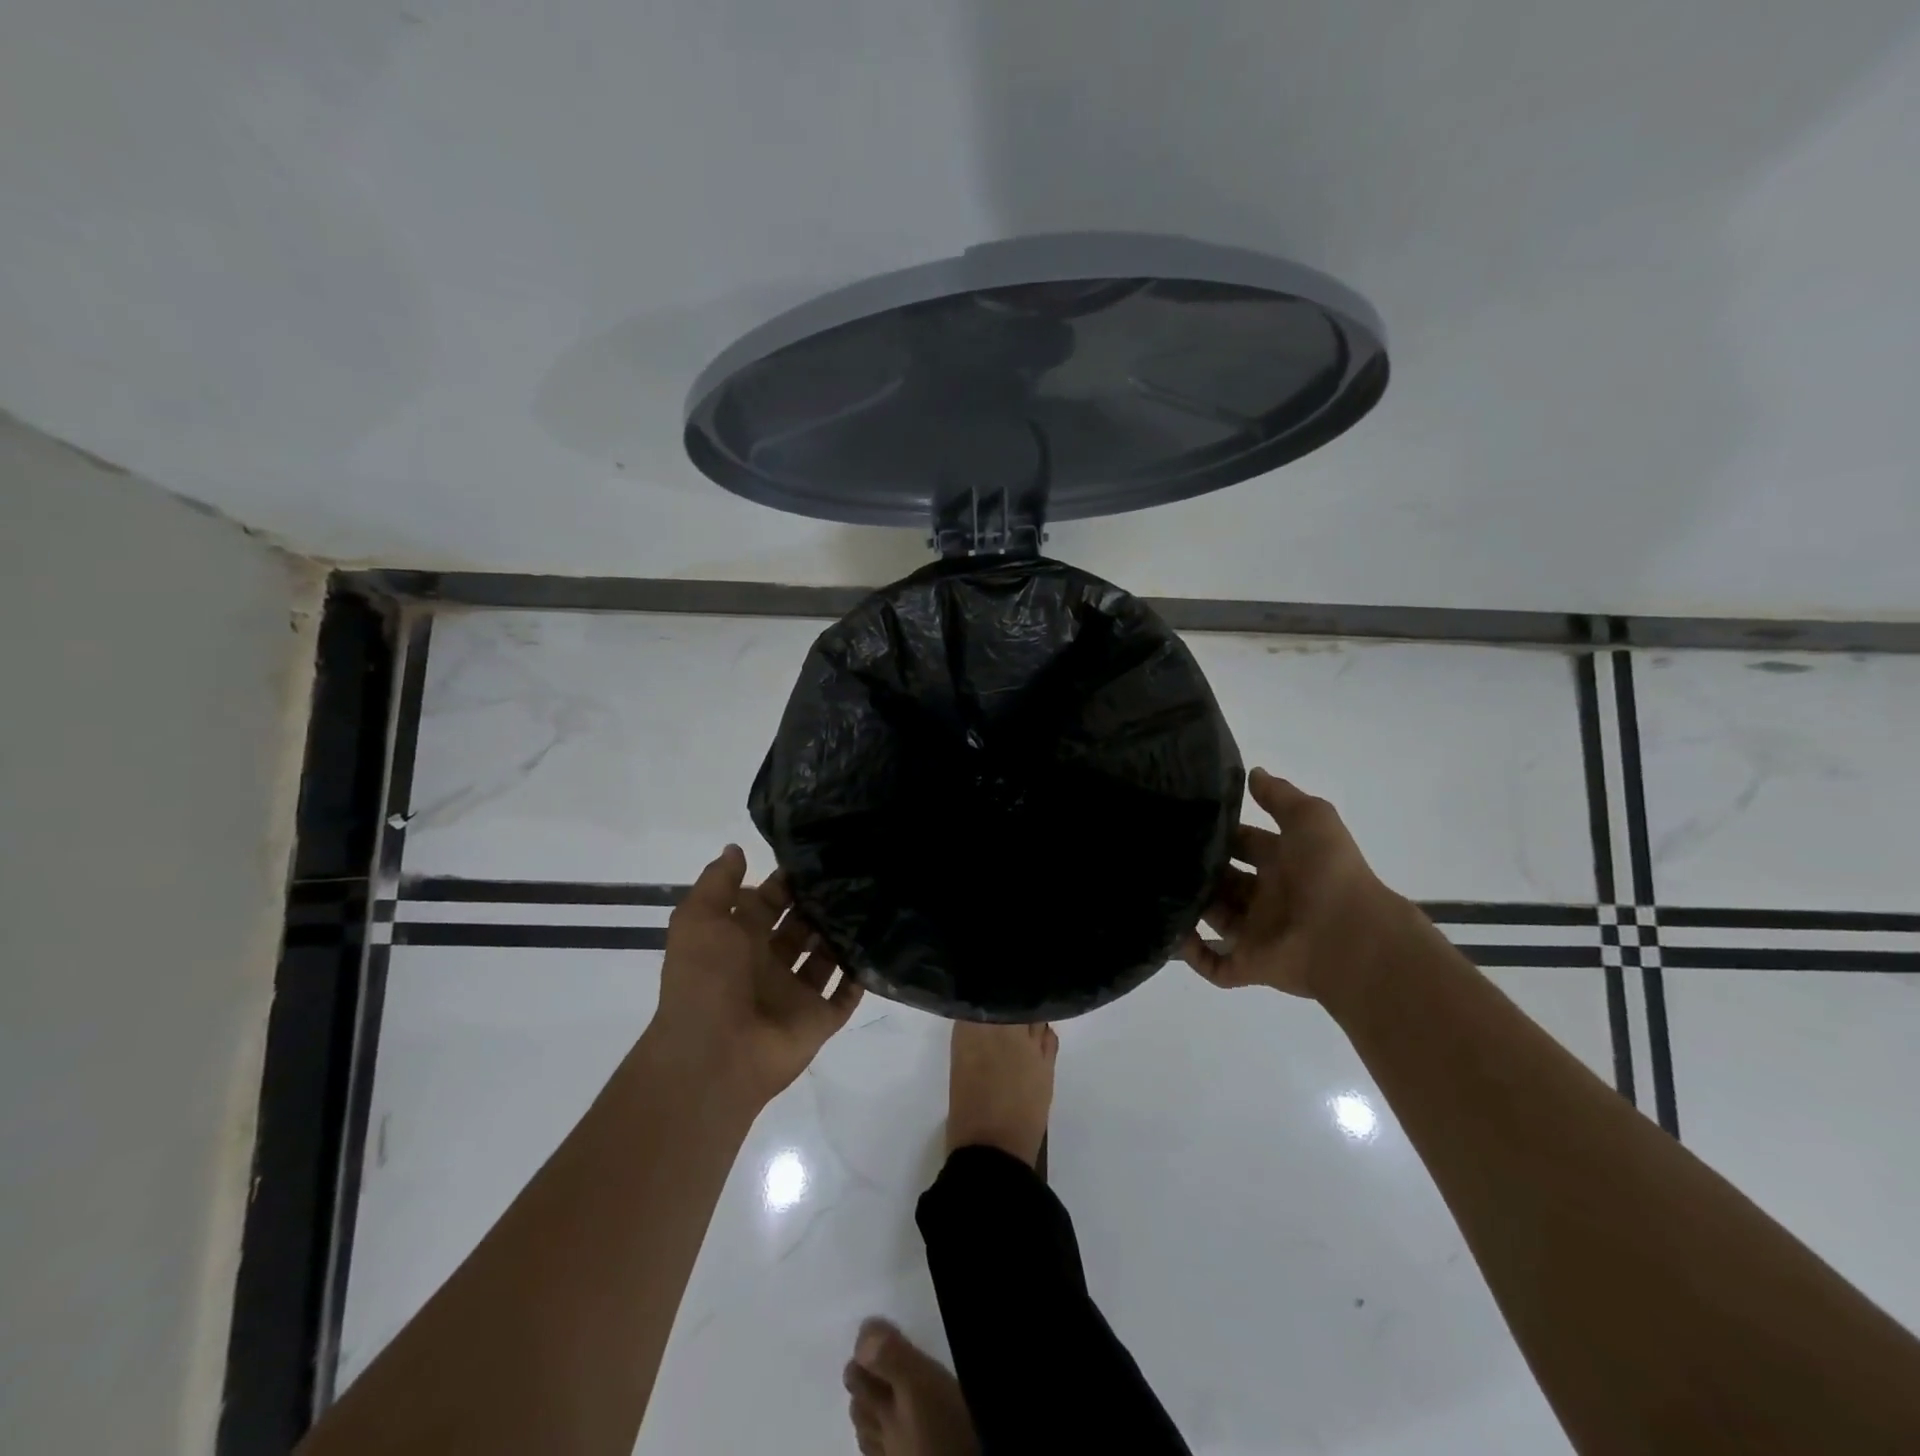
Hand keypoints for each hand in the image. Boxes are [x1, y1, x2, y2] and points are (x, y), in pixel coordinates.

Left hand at [649, 845, 862, 1105]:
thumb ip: (718, 882)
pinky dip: (861, 972)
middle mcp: (768, 964)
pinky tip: (883, 941)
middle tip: (857, 872)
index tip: (821, 855)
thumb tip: (736, 848)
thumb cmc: (705, 979)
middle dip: (821, 903)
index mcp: (738, 941)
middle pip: (800, 926)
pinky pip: (846, 993)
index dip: (788, 881)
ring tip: (875, 898)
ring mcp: (795, 993)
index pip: (769, 902)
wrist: (714, 1055)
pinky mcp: (819, 1018)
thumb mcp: (699, 919)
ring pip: (826, 955)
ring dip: (844, 932)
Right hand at [1181, 768, 1413, 1001]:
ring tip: (1155, 887)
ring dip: (1190, 906)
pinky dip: (1190, 951)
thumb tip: (1252, 773)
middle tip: (1162, 854)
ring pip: (1215, 917)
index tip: (1186, 821)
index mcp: (1285, 863)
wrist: (1349, 936)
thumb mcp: (1310, 818)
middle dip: (1200, 869)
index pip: (1245, 844)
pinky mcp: (1248, 964)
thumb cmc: (1328, 872)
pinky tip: (1170, 931)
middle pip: (1225, 880)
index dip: (1222, 833)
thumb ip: (1280, 796)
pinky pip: (1213, 963)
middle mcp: (1269, 897)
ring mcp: (1258, 932)